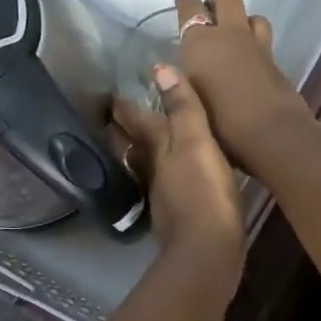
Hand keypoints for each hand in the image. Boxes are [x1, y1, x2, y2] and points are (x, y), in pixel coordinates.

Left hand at [112, 61, 243, 281]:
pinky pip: (167, 186)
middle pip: (134, 145)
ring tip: (149, 141)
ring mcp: (164, 196)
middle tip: (120, 113)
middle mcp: (153, 170)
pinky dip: (166, 176)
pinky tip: (177, 177)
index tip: (112, 93)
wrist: (208, 250)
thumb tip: (160, 69)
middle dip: (127, 129)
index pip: (134, 121)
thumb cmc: (204, 191)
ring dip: (144, 153)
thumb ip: (182, 108)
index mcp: (157, 149)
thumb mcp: (197, 142)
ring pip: (147, 166)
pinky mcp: (178, 217)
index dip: (124, 107)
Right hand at [170, 0, 313, 173]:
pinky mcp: (275, 61)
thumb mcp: (189, 103)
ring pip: (251, 15)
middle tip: (209, 13)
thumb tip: (166, 73)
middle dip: (216, 1)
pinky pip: (264, 37)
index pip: (189, 6)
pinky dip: (255, 39)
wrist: (272, 133)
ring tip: (233, 32)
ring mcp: (256, 45)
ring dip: (241, 19)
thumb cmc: (221, 122)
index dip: (184, 1)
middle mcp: (229, 35)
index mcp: (200, 42)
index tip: (181, 1)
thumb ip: (178, 84)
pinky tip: (250, 56)